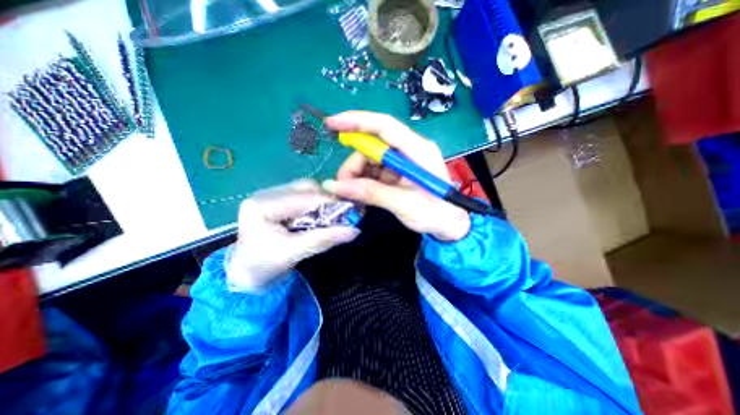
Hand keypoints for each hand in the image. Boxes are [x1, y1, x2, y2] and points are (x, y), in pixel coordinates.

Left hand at [228, 179, 360, 291]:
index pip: (303, 198)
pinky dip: (317, 203)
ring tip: (333, 215)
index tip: (352, 211)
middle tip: (343, 214)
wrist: (248, 271)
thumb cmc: (265, 265)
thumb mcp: (294, 253)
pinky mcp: (278, 199)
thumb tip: (354, 230)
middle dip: (327, 200)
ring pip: (306, 189)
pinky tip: (321, 215)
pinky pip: (303, 195)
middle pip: (305, 188)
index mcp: (261, 206)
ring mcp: (271, 194)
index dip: (330, 203)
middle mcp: (265, 193)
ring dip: (323, 201)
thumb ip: (323, 239)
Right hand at [323, 111, 466, 241]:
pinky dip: (363, 183)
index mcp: (418, 150)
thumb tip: (336, 186)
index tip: (332, 123)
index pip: (385, 126)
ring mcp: (402, 162)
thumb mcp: (404, 204)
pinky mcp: (397, 174)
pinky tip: (360, 196)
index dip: (358, 121)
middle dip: (354, 165)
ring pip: (370, 161)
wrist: (450, 225)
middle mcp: (409, 151)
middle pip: (373, 147)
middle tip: (342, 186)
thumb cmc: (436, 214)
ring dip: (356, 176)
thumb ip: (372, 193)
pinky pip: (374, 173)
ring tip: (351, 196)